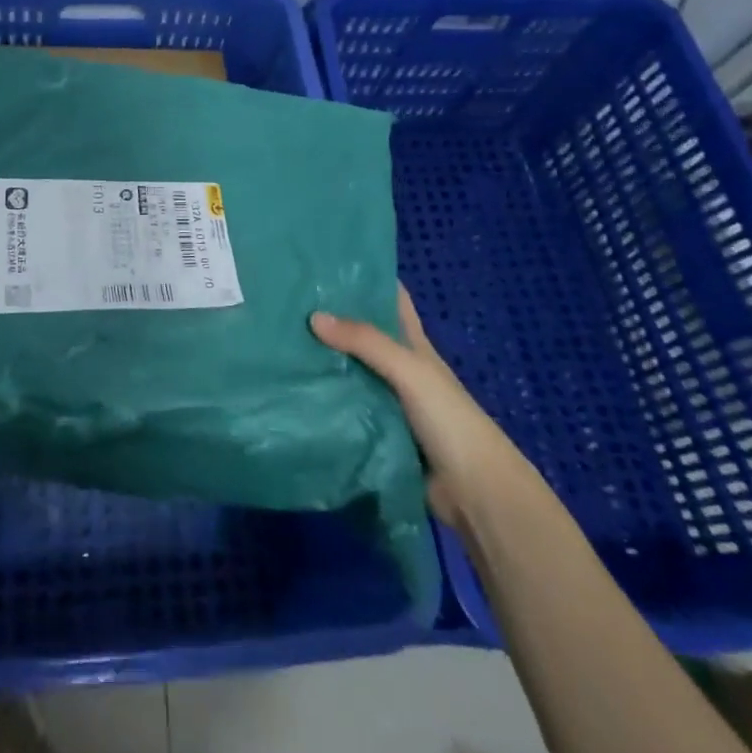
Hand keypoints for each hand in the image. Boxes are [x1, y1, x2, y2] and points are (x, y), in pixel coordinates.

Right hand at [311, 284, 524, 527]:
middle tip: (288, 298)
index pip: (392, 299)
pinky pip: (344, 405)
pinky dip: (324, 396)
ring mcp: (387, 400)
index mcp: (414, 344)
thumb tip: (313, 316)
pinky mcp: (375, 431)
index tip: (328, 261)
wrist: (473, 491)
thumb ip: (365, 342)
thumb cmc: (448, 418)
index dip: (368, 278)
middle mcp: (399, 367)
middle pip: (363, 333)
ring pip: (350, 370)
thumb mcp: (409, 370)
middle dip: (333, 316)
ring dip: (323, 358)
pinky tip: (292, 387)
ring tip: (278, 337)